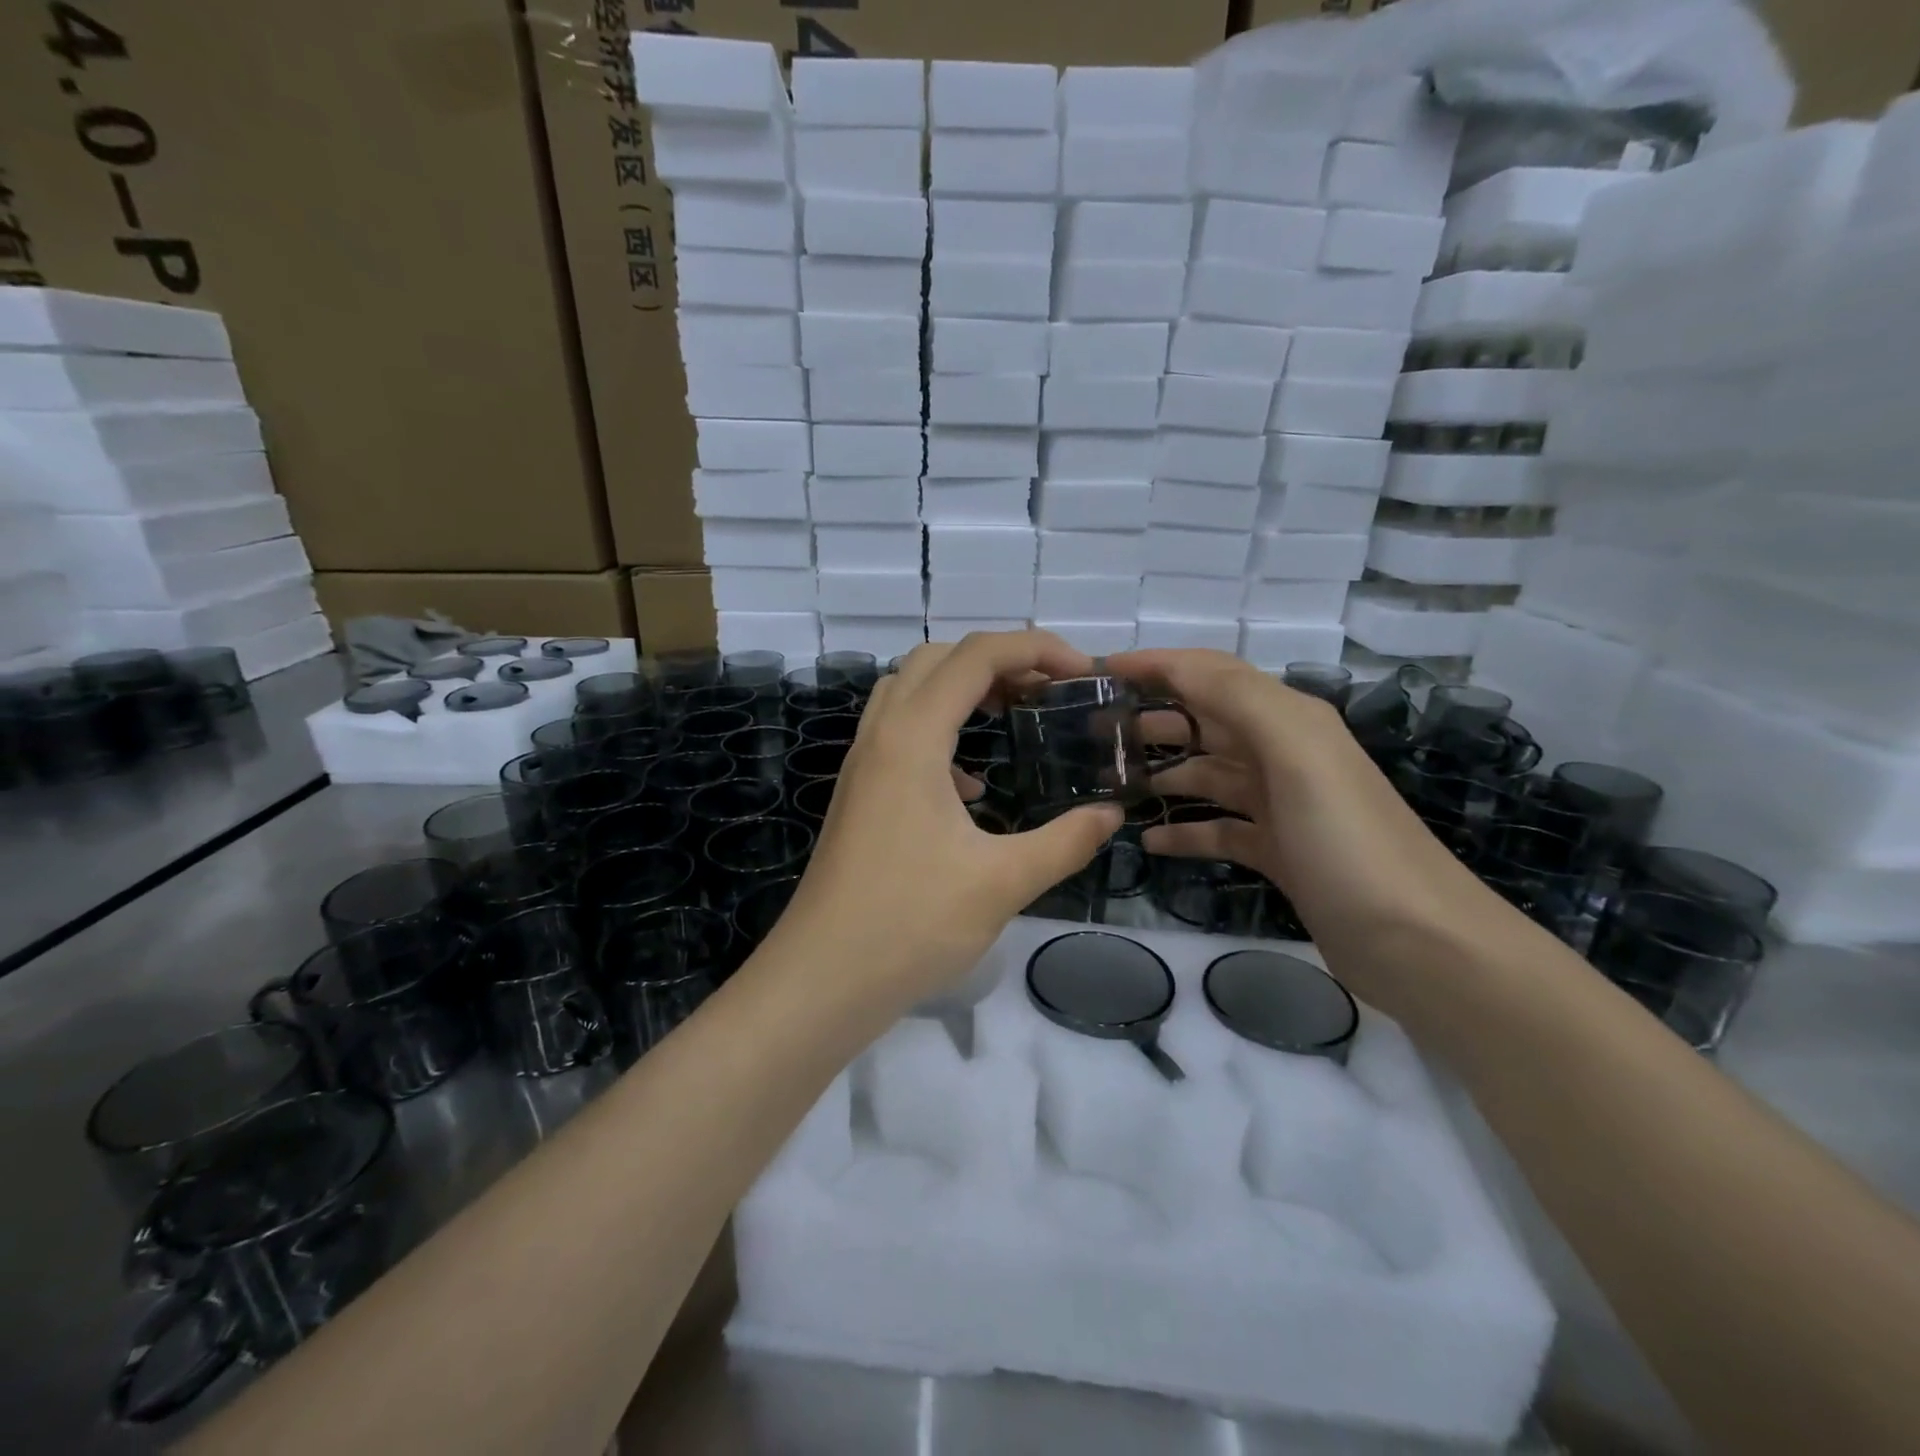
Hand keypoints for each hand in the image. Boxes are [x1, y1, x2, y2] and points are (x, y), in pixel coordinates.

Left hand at [778, 631, 1124, 1011]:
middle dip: (999, 661)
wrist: (822, 978)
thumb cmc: (910, 924)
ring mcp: (863, 764)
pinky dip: (941, 732)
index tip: (1083, 673)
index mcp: (912, 738)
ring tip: (1014, 717)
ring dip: (964, 689)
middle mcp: (881, 735)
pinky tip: (971, 786)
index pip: (976, 656)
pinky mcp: (859, 793)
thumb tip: (1110, 814)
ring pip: (911, 690)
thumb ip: (1065, 841)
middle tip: (1048, 693)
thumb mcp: (1002, 882)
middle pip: (938, 659)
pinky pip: (899, 732)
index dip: (1036, 648)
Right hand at [1105, 649, 1496, 1004]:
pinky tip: (1149, 840)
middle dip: (1151, 717)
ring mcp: (1282, 806)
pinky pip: (1219, 829)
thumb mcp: (1299, 754)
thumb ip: (1238, 699)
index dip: (1156, 664)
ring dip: (1162, 773)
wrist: (1420, 944)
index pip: (1211, 673)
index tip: (1097, 671)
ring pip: (1208, 774)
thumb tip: (1173, 667)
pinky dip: (1184, 830)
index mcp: (1289, 720)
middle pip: (1205, 721)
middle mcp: (1285, 753)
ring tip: (1109, 783)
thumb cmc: (1349, 842)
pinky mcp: (1279, 852)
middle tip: (1092, 732)